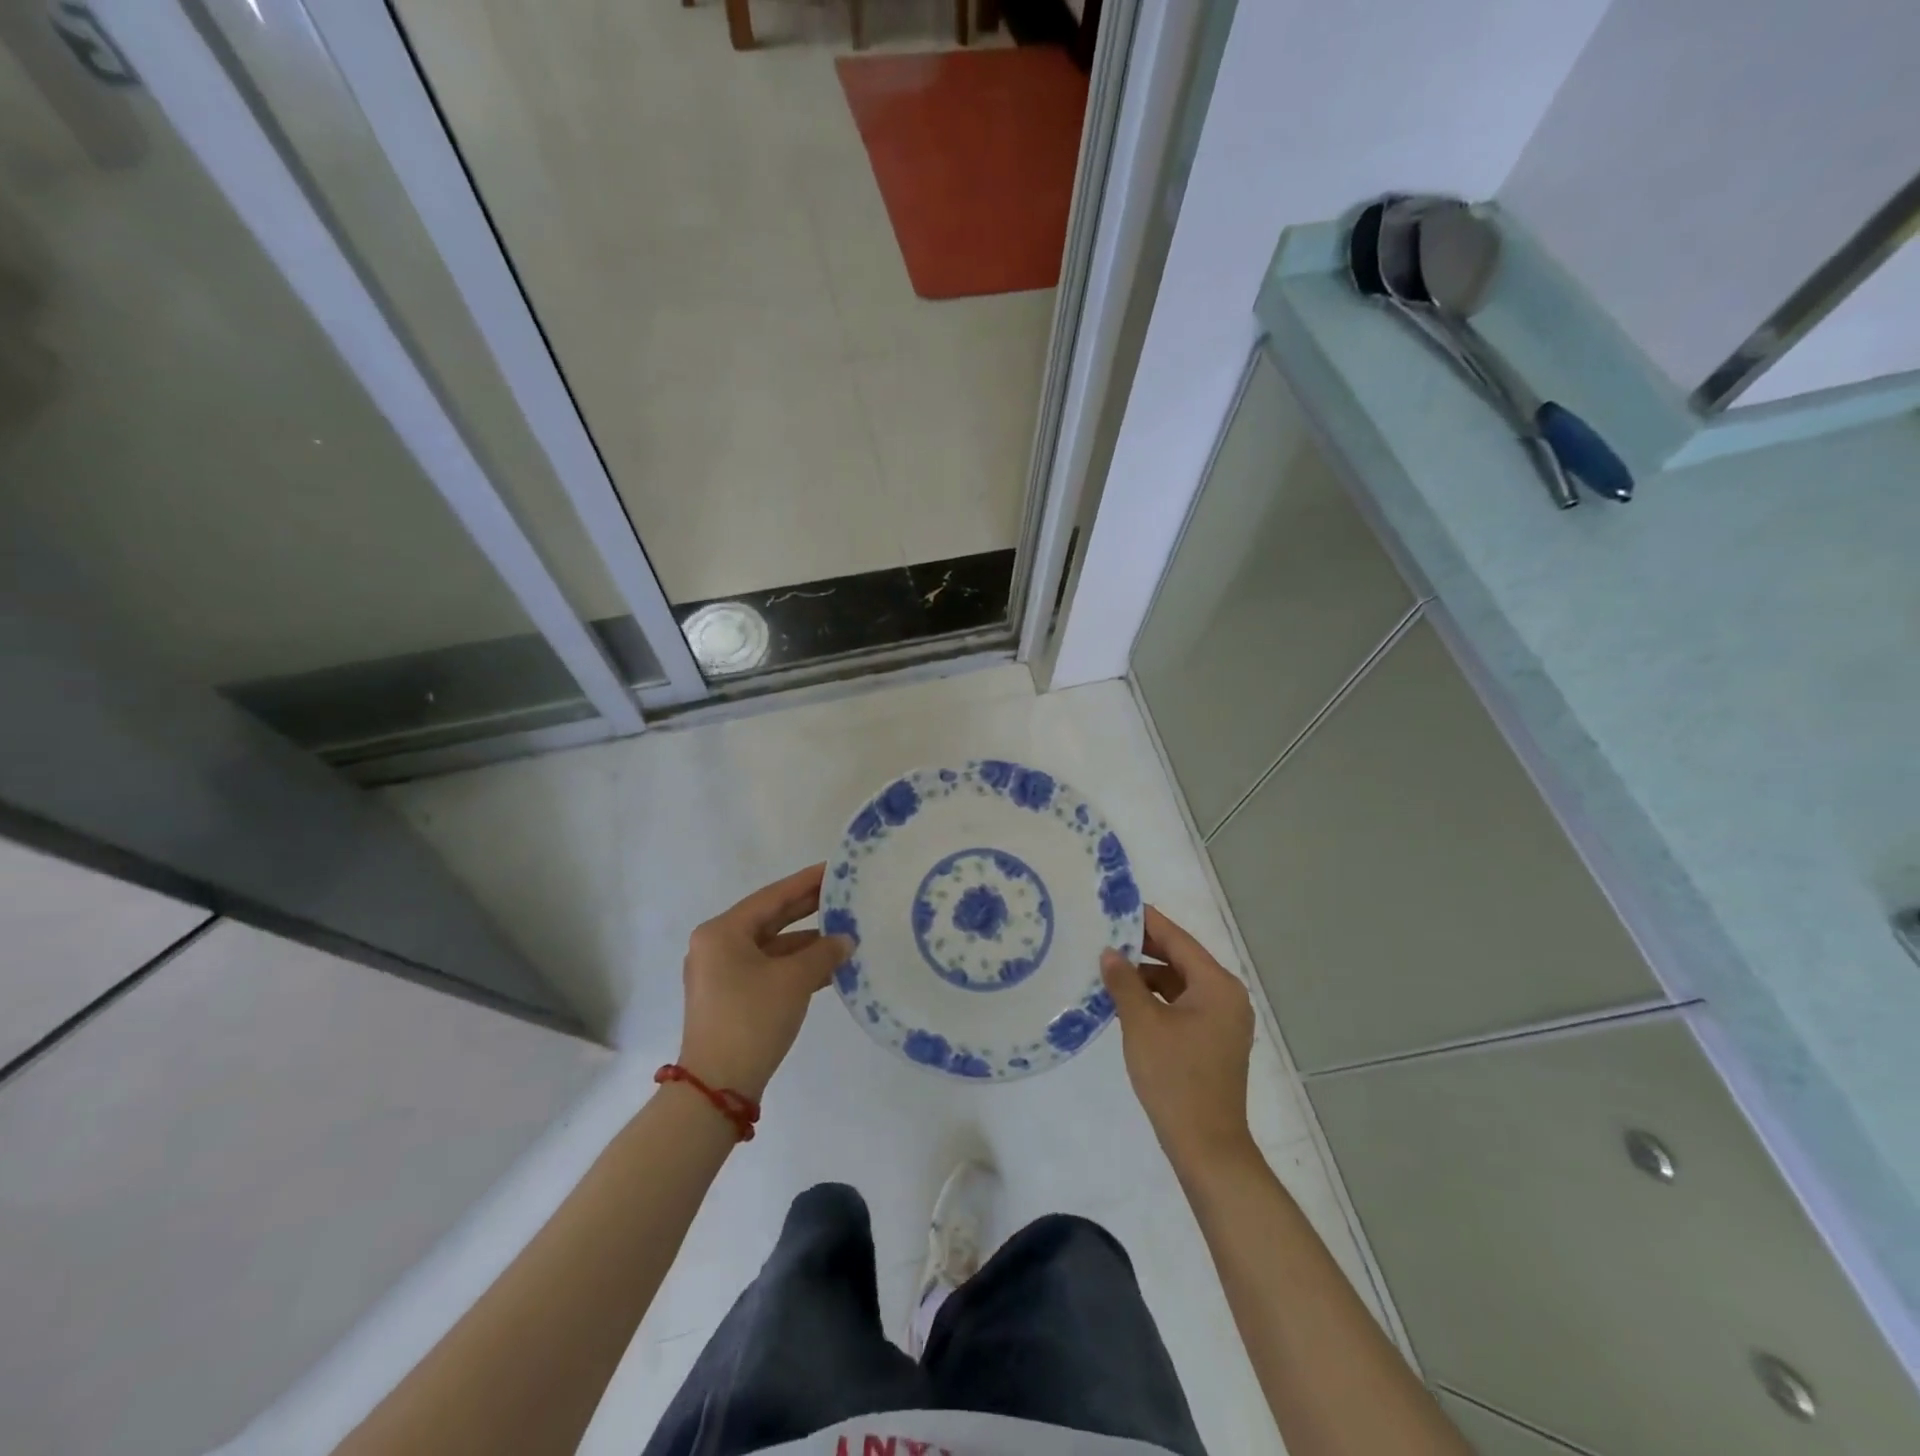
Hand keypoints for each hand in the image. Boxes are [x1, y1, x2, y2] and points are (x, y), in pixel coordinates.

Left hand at [677, 864, 852, 1100]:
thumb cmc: (751, 1019)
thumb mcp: (794, 980)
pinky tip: (829, 967)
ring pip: (772, 946)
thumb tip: (846, 941)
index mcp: (723, 932)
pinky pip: (769, 969)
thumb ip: (823, 953)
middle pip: (770, 919)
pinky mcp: (731, 998)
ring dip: (807, 943)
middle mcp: (717, 946)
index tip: (834, 869)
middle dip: (808, 909)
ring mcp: (722, 974)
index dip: (806, 882)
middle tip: (843, 895)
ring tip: (845, 934)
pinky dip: (796, 966)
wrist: (717, 1087)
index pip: (772, 896)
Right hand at [1101, 906, 1256, 1177]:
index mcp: (1217, 985)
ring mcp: (1223, 1021)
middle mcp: (1227, 996)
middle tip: (1105, 933)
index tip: (1118, 905)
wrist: (1206, 1146)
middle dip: (1144, 948)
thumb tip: (1109, 953)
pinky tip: (1127, 1000)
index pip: (1178, 940)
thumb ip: (1124, 982)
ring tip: (1109, 966)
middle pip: (1181, 959)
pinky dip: (1157, 998)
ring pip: (1180, 984)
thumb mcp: (1142, 1023)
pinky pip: (1183, 1005)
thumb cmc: (1175, 1077)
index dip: (1147, 922)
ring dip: (1148, 976)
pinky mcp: (1214, 1041)